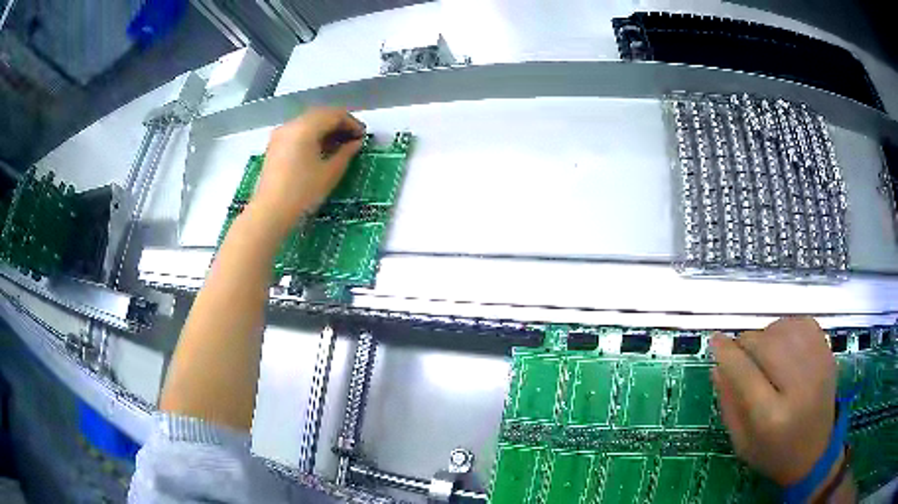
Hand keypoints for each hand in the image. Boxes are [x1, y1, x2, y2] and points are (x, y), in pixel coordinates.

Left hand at [249, 107, 364, 236]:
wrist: (270, 212)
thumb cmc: (302, 192)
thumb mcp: (330, 173)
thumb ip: (346, 153)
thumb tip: (356, 142)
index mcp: (305, 127)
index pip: (334, 114)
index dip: (352, 123)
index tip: (362, 136)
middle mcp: (291, 124)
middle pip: (320, 115)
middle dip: (339, 124)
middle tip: (353, 139)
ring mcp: (280, 134)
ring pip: (308, 122)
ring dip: (325, 129)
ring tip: (338, 146)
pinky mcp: (275, 145)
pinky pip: (297, 131)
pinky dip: (312, 135)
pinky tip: (320, 150)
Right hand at [711, 317, 837, 486]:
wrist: (816, 453)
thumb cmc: (774, 454)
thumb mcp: (742, 442)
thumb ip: (728, 404)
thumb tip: (717, 365)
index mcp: (772, 418)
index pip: (745, 373)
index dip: (726, 353)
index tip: (714, 341)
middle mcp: (799, 387)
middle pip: (764, 344)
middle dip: (745, 344)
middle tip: (740, 356)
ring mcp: (817, 365)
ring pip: (782, 328)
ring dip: (765, 335)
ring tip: (764, 354)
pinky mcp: (827, 352)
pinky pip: (801, 322)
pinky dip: (786, 328)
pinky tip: (783, 345)